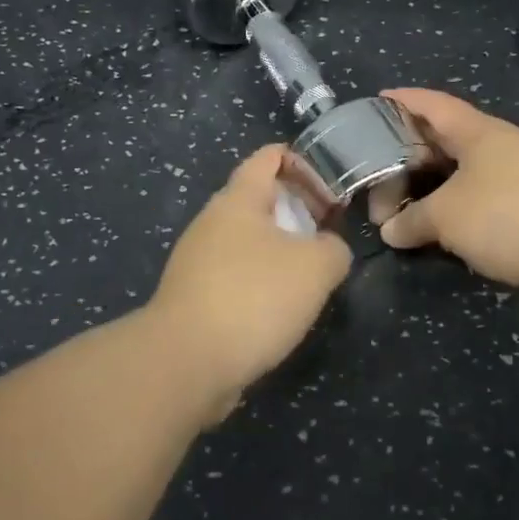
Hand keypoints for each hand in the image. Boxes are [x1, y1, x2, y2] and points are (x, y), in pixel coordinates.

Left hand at [146, 145, 352, 410]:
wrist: (185, 362)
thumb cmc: (253, 298)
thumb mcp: (316, 267)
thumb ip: (334, 249)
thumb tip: (328, 251)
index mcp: (238, 199)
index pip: (269, 157)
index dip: (305, 165)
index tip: (332, 195)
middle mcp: (212, 222)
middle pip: (259, 199)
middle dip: (297, 212)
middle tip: (327, 238)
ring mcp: (198, 260)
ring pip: (247, 240)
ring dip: (281, 251)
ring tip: (310, 278)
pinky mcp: (193, 297)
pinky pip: (235, 275)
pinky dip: (260, 282)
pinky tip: (279, 311)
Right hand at [373, 88, 518, 309]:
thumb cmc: (508, 216)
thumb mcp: (447, 215)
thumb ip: (412, 219)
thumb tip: (390, 231)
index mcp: (480, 133)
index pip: (434, 105)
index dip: (404, 100)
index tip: (377, 99)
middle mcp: (499, 148)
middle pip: (445, 140)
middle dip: (409, 153)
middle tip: (377, 169)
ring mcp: (516, 178)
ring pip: (461, 174)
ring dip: (430, 186)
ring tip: (400, 201)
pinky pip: (477, 201)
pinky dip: (452, 209)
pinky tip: (434, 227)